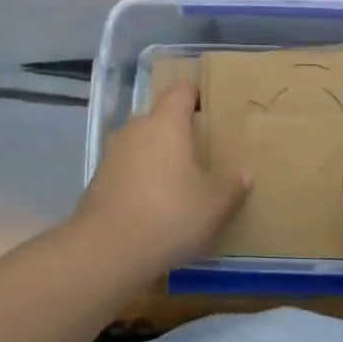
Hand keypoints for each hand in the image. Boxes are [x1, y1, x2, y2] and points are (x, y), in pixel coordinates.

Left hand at [73, 83, 249, 278]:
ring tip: (179, 180)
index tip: (213, 109)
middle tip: (201, 151)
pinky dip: (141, 178)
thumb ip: (232, 186)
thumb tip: (243, 174)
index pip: (181, 90)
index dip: (197, 95)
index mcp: (165, 123)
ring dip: (158, 156)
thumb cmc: (169, 215)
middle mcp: (136, 129)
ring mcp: (112, 153)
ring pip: (141, 143)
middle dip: (179, 130)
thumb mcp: (214, 206)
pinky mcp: (99, 179)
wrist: (106, 250)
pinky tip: (154, 204)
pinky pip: (127, 168)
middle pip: (160, 117)